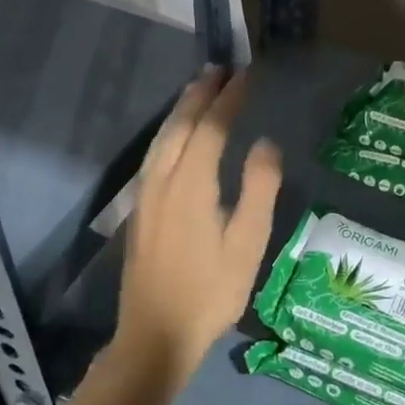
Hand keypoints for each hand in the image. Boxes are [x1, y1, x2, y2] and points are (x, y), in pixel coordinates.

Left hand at [115, 69, 281, 389]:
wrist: (155, 334)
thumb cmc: (211, 292)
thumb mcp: (247, 244)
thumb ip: (259, 190)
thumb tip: (265, 144)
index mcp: (191, 185)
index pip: (212, 128)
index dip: (229, 100)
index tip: (247, 76)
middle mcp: (162, 181)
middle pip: (180, 126)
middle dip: (200, 95)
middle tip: (220, 70)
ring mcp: (145, 195)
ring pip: (161, 139)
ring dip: (181, 110)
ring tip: (198, 90)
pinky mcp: (139, 210)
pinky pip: (153, 155)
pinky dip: (168, 133)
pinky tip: (175, 137)